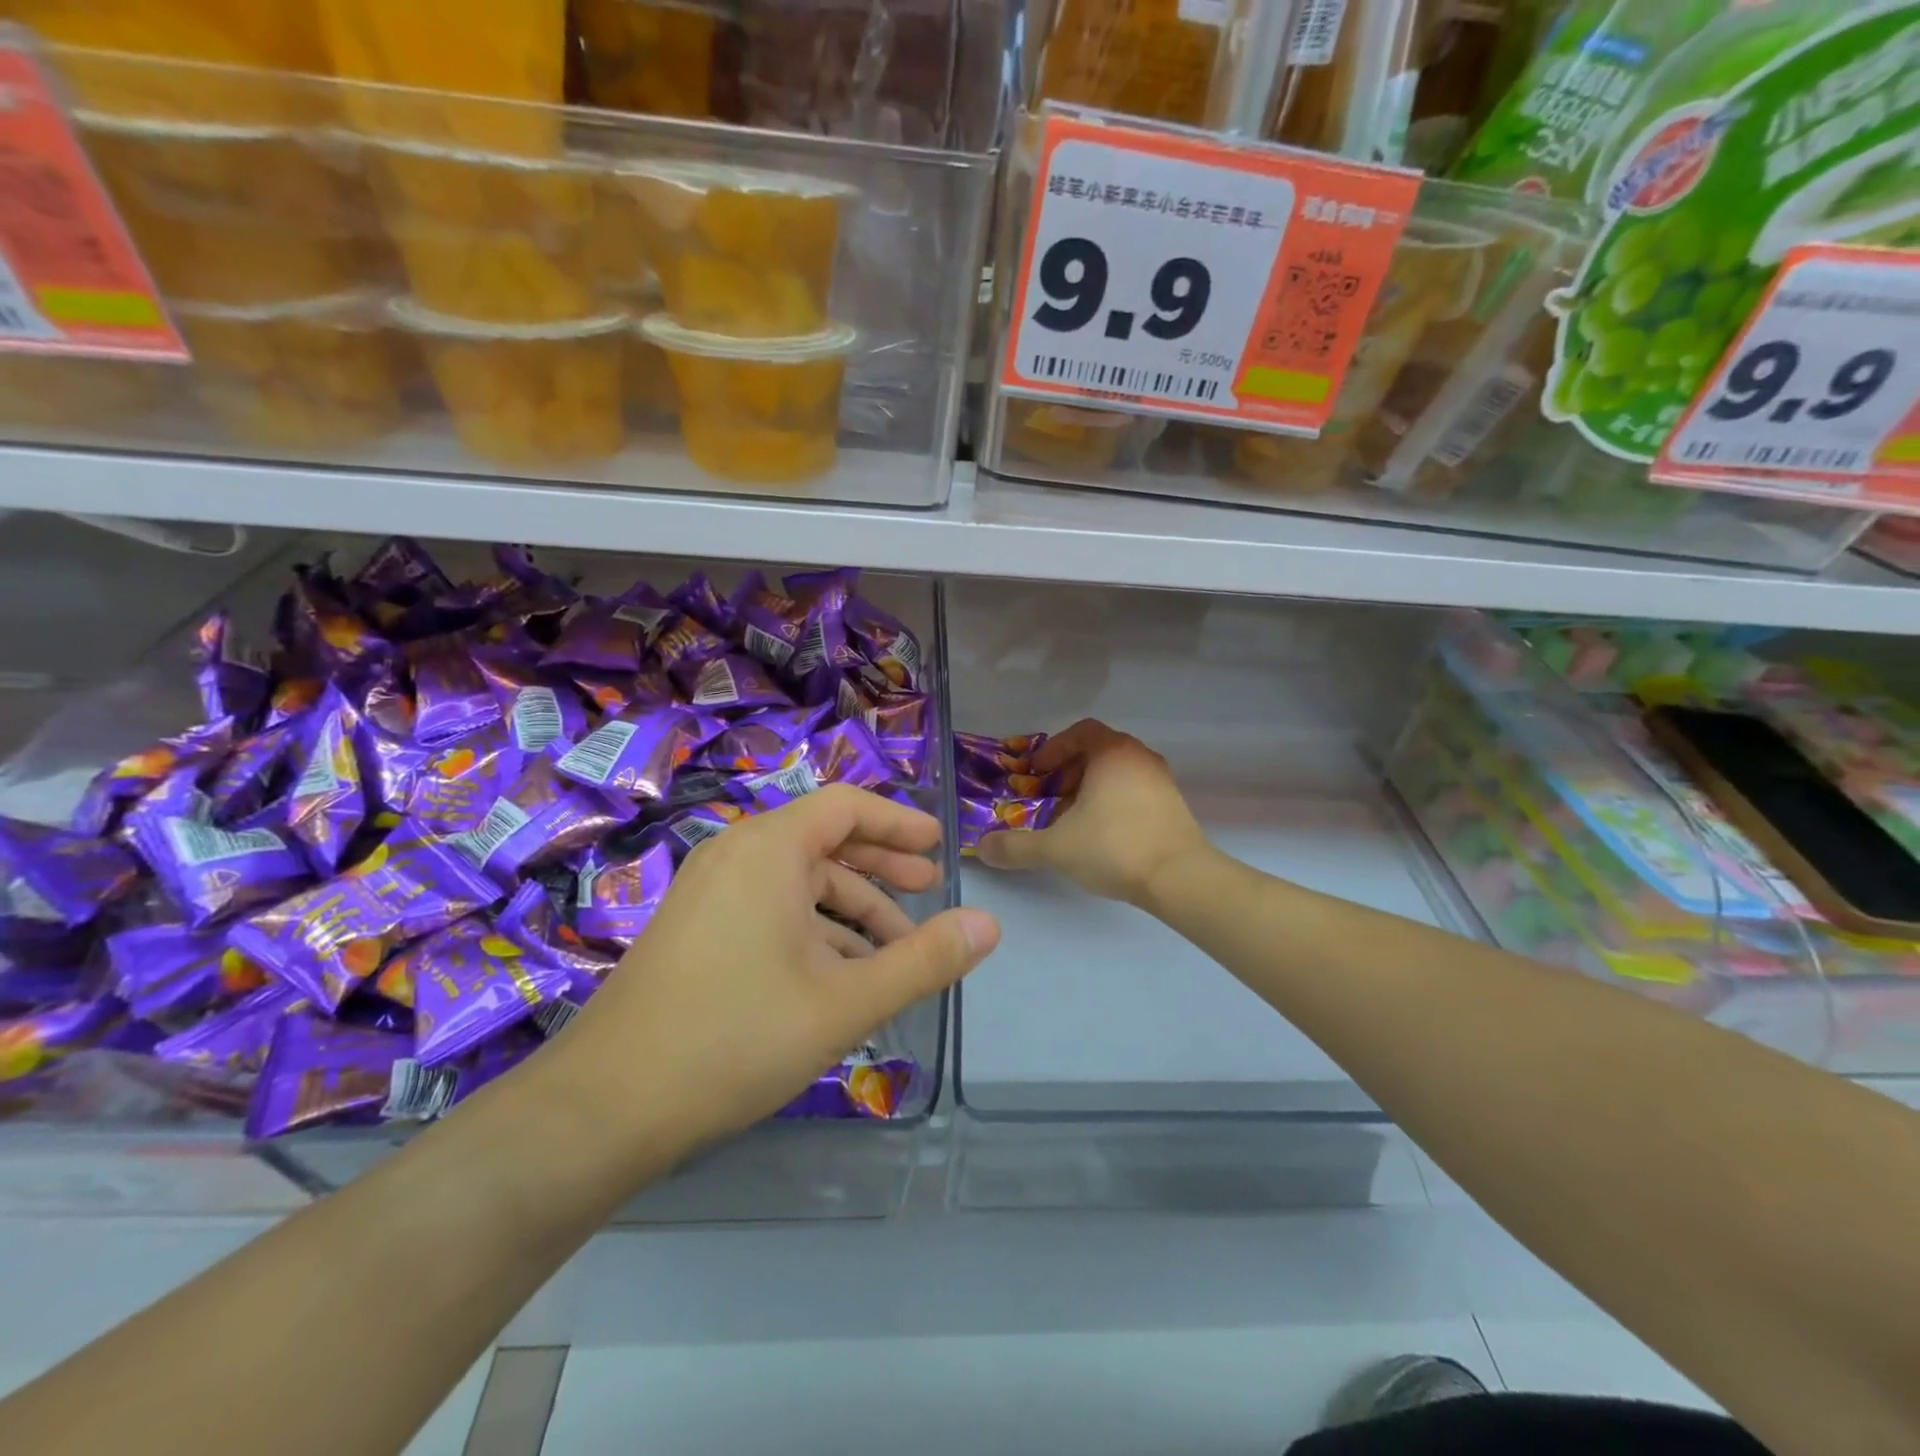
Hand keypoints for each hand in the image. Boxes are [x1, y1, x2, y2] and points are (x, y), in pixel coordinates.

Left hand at [559, 785, 999, 1157]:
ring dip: (850, 910)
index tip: (939, 846)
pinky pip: (769, 908)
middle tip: (928, 891)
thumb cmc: (736, 1037)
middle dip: (881, 866)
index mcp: (769, 849)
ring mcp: (708, 892)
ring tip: (894, 952)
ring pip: (797, 882)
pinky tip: (840, 975)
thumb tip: (990, 926)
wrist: (606, 1105)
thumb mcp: (847, 1001)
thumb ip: (924, 960)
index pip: (847, 806)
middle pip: (823, 841)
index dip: (899, 822)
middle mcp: (735, 855)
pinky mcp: (695, 929)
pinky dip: (813, 929)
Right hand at [977, 719, 1207, 907]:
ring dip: (1090, 790)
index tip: (1036, 773)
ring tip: (1072, 820)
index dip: (1054, 749)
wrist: (1180, 878)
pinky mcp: (1173, 806)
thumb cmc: (1114, 847)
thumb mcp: (1056, 848)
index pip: (1080, 732)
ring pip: (1117, 773)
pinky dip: (1113, 803)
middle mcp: (1140, 758)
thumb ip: (1016, 846)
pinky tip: (1101, 836)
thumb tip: (982, 848)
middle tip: (1050, 797)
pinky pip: (1134, 792)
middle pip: (1098, 751)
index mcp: (1113, 752)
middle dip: (1069, 772)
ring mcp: (1161, 781)